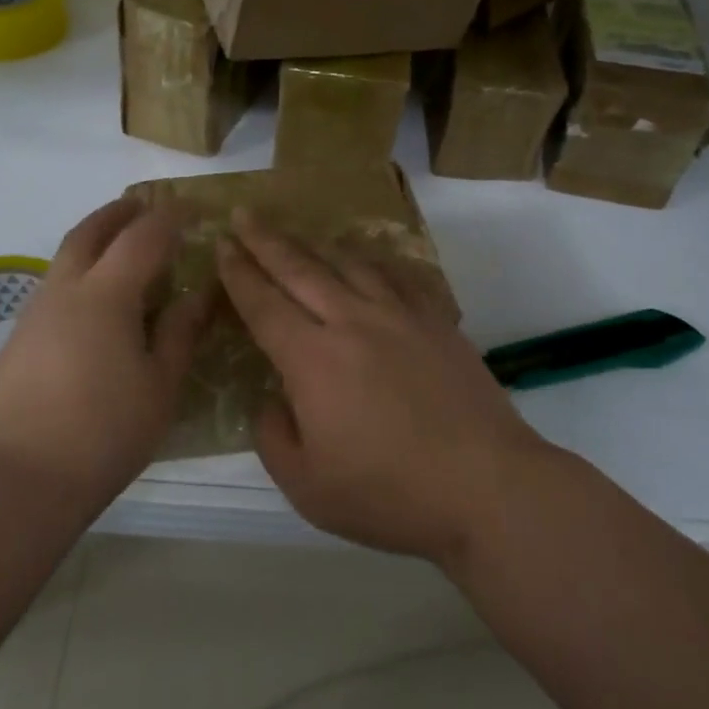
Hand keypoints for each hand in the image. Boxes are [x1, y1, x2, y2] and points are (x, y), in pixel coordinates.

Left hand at [0, 198, 210, 507]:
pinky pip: (56, 286)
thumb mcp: (159, 385)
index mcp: (106, 294)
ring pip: (67, 257)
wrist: (16, 479)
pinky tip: (96, 304)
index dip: (170, 217)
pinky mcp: (20, 338)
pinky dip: (81, 273)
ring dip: (95, 240)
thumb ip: (179, 332)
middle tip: (145, 207)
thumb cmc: (103, 431)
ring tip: (123, 251)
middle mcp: (65, 290)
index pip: (143, 237)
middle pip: (90, 231)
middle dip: (119, 213)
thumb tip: (198, 293)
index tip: (193, 209)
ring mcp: (35, 312)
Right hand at [216, 212, 550, 563]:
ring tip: (299, 234)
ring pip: (349, 263)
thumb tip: (270, 399)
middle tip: (245, 213)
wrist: (486, 487)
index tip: (222, 245)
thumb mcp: (308, 487)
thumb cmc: (390, 494)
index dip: (239, 273)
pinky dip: (373, 261)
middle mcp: (352, 322)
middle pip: (300, 269)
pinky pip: (397, 275)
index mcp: (313, 359)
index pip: (264, 304)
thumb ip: (273, 437)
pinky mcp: (436, 321)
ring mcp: (399, 316)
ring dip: (316, 245)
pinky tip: (367, 260)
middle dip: (266, 240)